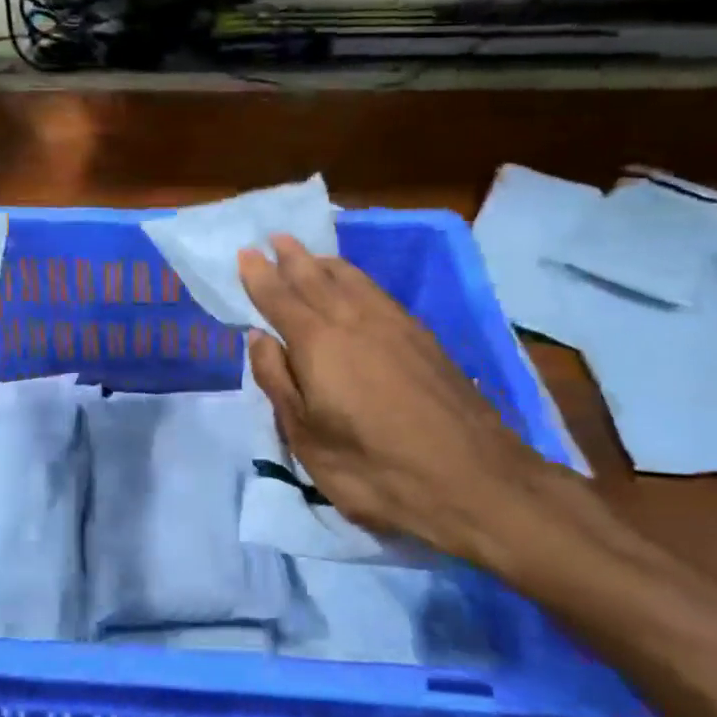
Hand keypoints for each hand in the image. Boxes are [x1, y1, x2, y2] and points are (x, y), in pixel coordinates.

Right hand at [239, 235, 556, 565]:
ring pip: (352, 279)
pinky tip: (356, 286)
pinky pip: (377, 291)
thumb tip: (258, 338)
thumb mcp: (306, 437)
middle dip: (292, 258)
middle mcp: (353, 319)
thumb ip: (278, 382)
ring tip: (311, 255)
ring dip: (325, 263)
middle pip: (316, 278)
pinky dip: (356, 278)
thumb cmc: (372, 467)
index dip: (259, 276)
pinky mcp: (423, 337)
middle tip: (276, 238)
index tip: (245, 253)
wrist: (471, 478)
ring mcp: (393, 324)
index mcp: (317, 342)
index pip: (279, 298)